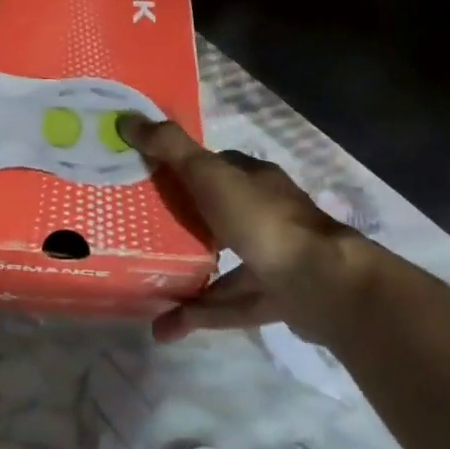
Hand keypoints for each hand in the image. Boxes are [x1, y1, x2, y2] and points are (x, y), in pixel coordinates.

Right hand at [118, 114, 380, 344]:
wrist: (322, 284)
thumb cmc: (262, 220)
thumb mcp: (209, 175)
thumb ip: (170, 149)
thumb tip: (127, 120)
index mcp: (255, 181)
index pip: (215, 168)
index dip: (181, 170)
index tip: (144, 179)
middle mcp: (266, 215)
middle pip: (216, 215)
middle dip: (180, 224)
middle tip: (138, 233)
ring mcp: (273, 258)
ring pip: (221, 264)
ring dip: (184, 276)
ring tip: (145, 286)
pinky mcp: (274, 298)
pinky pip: (227, 306)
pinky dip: (197, 315)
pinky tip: (163, 327)